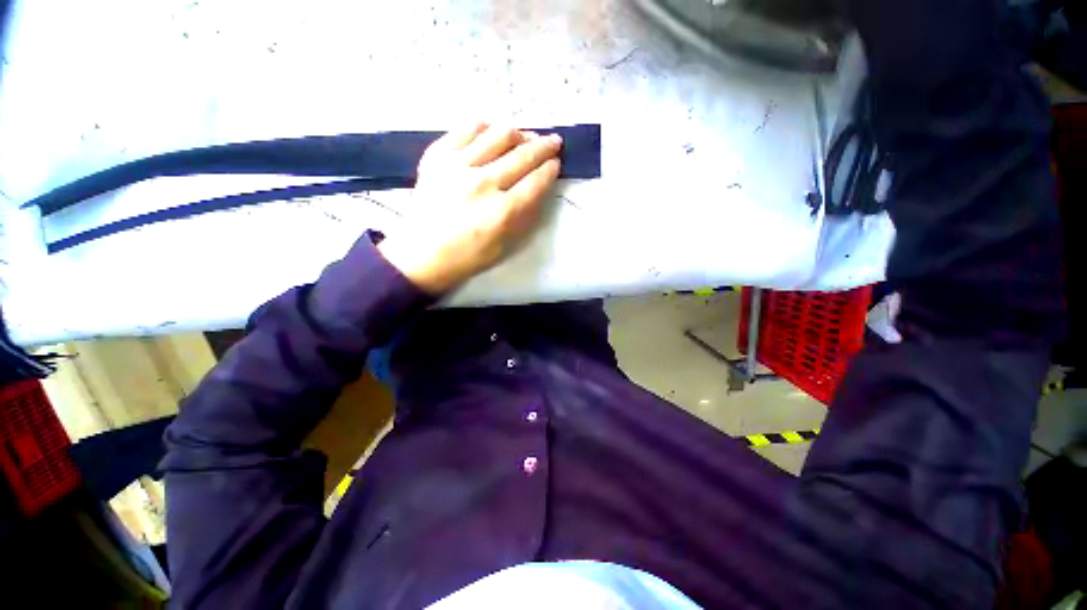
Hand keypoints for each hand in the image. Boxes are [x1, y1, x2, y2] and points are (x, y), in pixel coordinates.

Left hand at [378, 123, 561, 293]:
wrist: (422, 253)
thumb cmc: (468, 256)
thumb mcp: (505, 245)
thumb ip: (525, 216)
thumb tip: (539, 187)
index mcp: (503, 211)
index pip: (536, 181)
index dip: (550, 169)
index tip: (556, 163)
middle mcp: (484, 183)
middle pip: (522, 155)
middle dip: (544, 146)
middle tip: (553, 141)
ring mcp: (458, 165)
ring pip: (498, 135)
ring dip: (519, 133)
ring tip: (525, 137)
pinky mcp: (437, 156)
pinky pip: (466, 129)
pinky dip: (484, 126)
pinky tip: (493, 130)